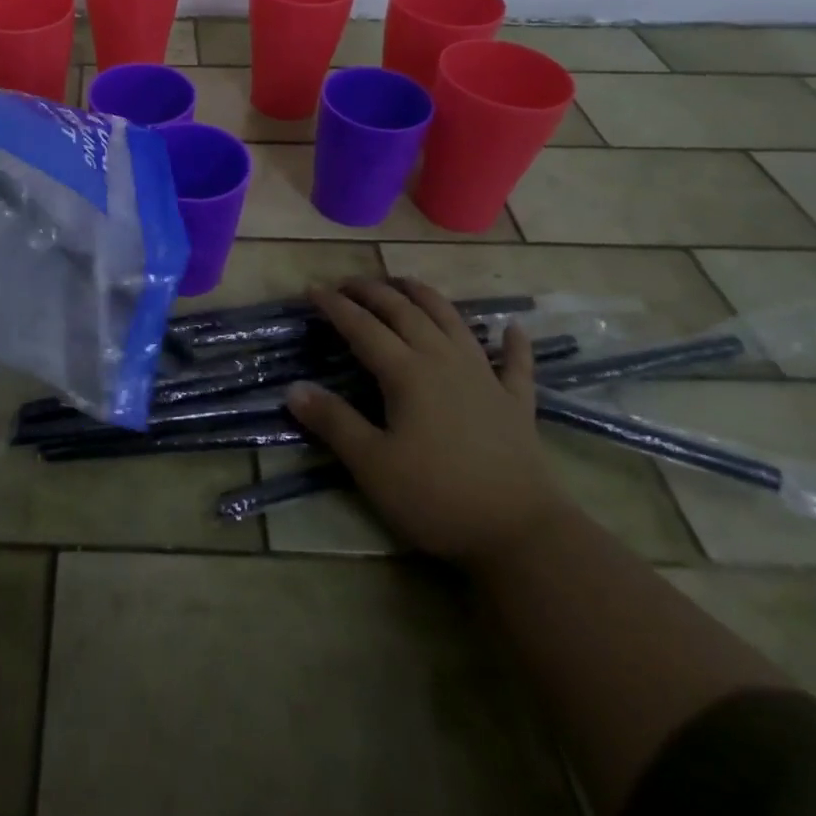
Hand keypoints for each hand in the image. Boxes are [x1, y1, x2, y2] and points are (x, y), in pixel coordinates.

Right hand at [286, 278, 570, 569]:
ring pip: (452, 322)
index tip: (312, 288)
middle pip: (405, 312)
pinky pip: (515, 364)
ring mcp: (485, 378)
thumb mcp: (372, 465)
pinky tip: (512, 329)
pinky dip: (513, 344)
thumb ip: (333, 422)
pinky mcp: (516, 403)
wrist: (522, 533)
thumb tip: (294, 389)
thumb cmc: (437, 497)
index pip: (362, 327)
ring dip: (427, 297)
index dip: (335, 306)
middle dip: (374, 291)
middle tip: (349, 282)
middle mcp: (444, 361)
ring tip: (406, 283)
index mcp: (407, 373)